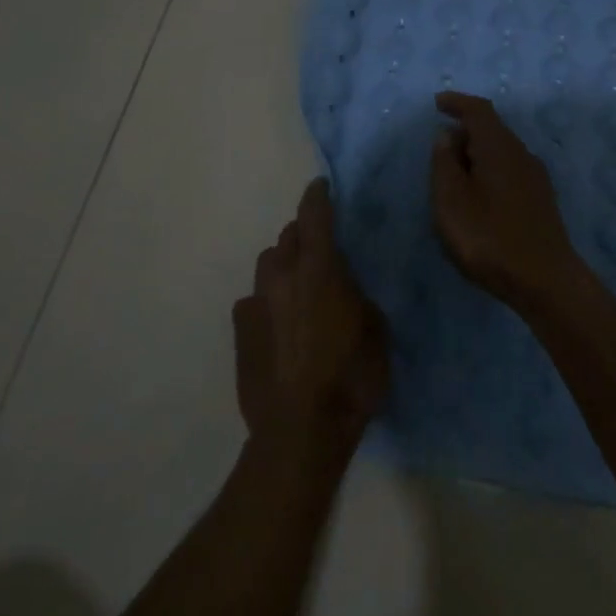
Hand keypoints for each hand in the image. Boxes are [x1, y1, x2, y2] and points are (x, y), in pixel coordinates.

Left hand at [235, 179, 387, 464]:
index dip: (317, 196)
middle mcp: (283, 276)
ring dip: (283, 266)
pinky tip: (277, 324)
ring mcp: (256, 302)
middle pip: (287, 237)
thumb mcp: (376, 331)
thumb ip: (356, 297)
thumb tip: (345, 291)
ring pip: (267, 265)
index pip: (314, 216)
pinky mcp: (240, 329)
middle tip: (318, 249)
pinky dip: (267, 302)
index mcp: (320, 269)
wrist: (300, 429)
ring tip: (297, 287)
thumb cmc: (350, 377)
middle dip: (302, 235)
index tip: (320, 186)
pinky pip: (253, 300)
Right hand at [430, 91, 591, 314]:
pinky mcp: (540, 200)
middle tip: (439, 149)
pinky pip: (509, 171)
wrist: (544, 280)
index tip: (438, 103)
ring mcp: (535, 178)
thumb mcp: (451, 200)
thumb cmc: (489, 237)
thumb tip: (447, 136)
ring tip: (454, 175)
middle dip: (465, 131)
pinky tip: (479, 195)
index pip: (479, 110)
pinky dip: (489, 171)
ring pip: (501, 152)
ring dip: (477, 154)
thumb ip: (444, 163)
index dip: (458, 103)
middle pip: (492, 129)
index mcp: (499, 147)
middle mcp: (521, 154)